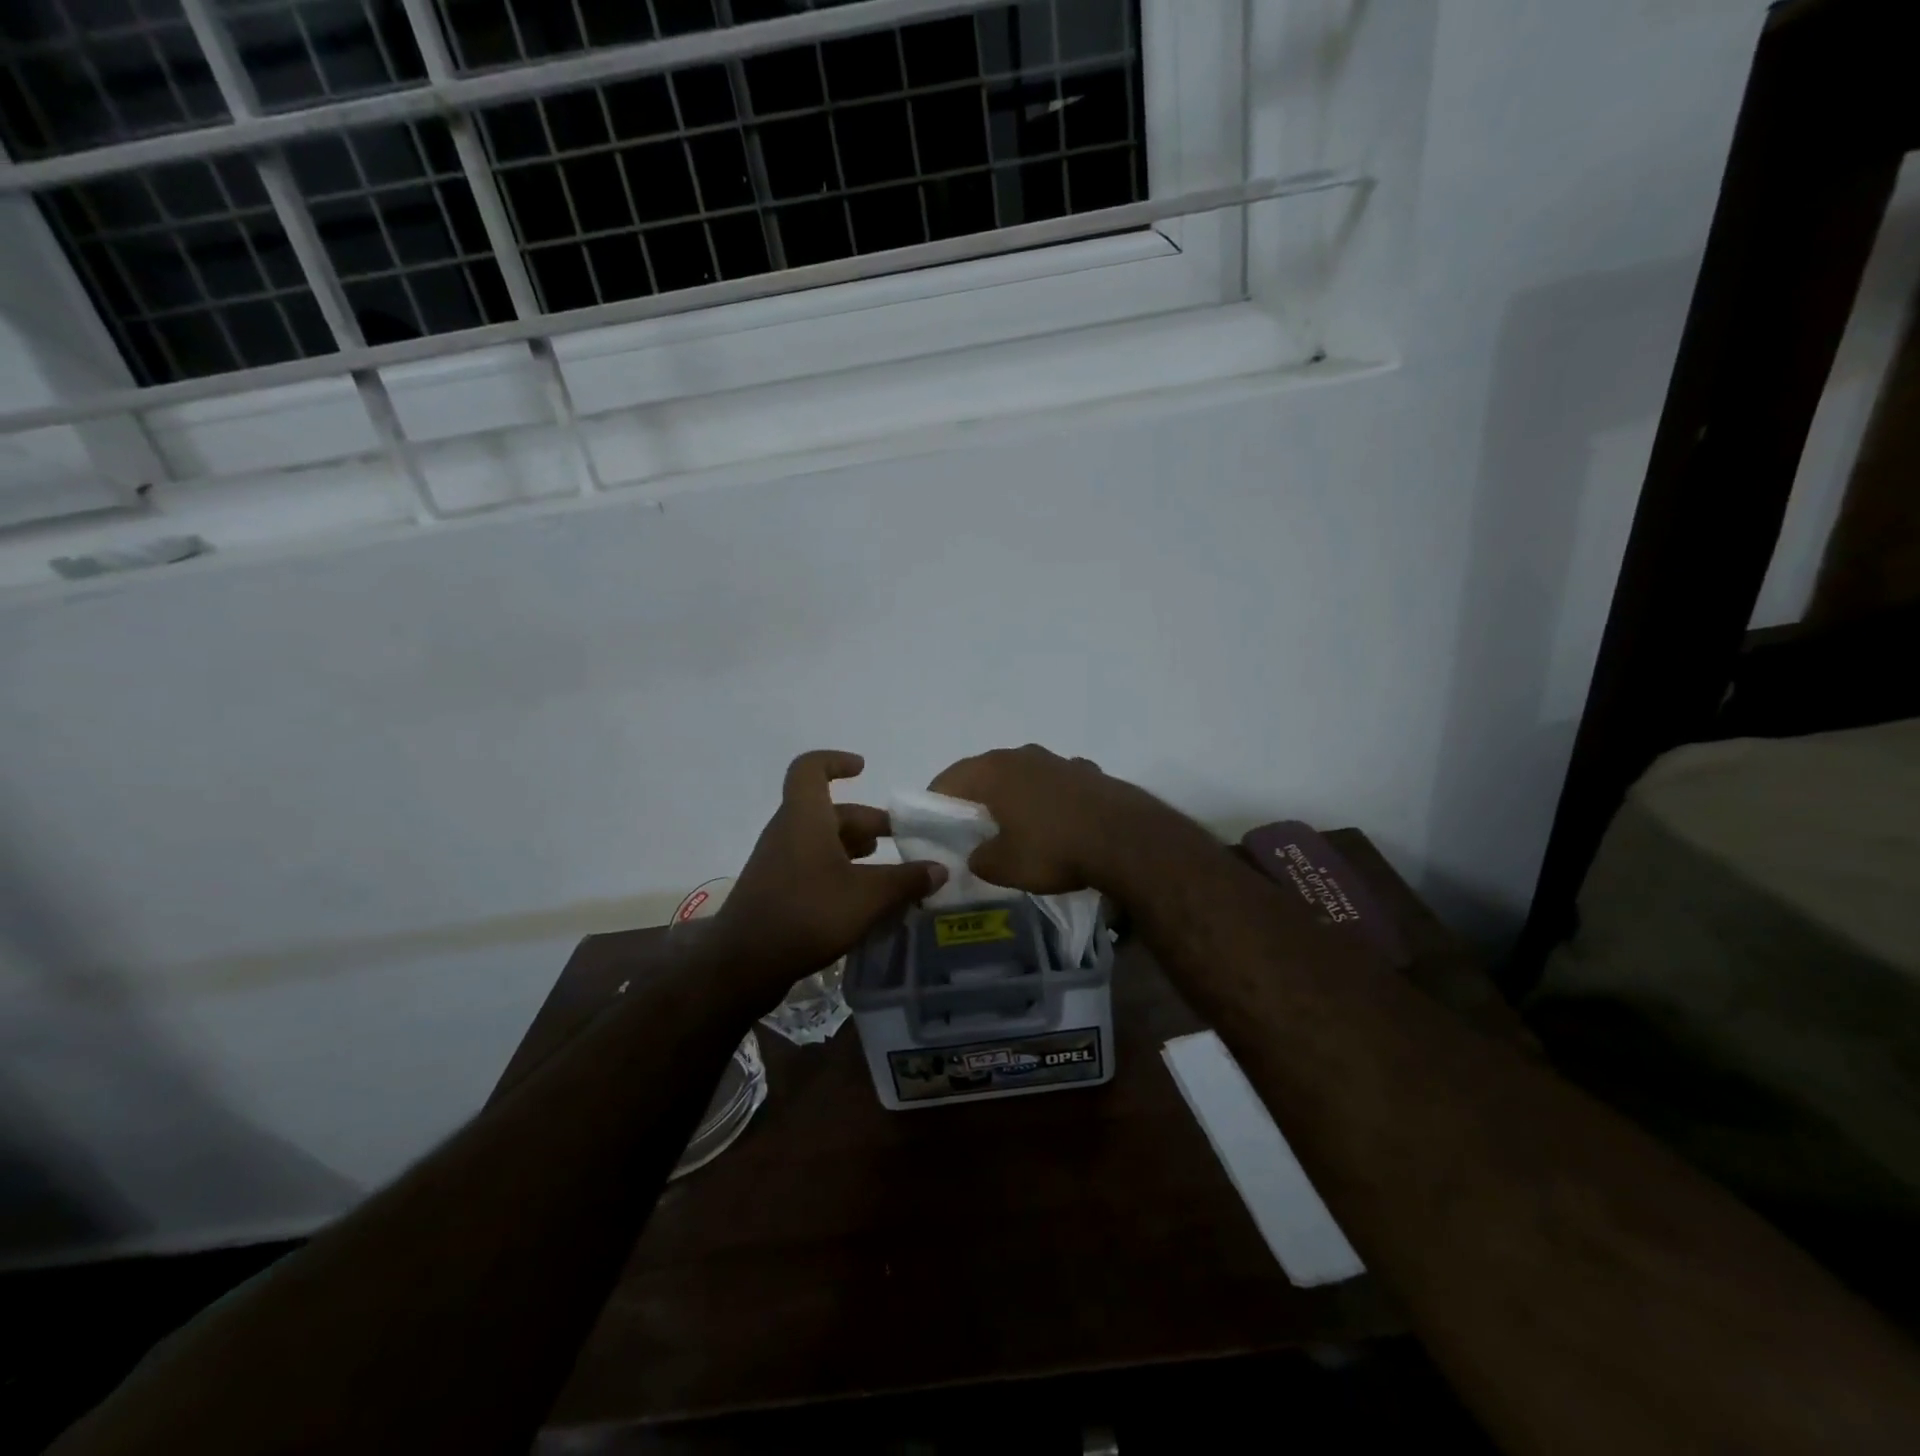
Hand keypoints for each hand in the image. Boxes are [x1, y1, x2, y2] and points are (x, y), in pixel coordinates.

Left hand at [709, 751, 946, 1000]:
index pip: (810, 769)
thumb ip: (906, 880)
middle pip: (829, 811)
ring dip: (855, 849)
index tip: (863, 769)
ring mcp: (779, 863)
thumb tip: (939, 869)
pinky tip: (864, 900)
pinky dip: (841, 873)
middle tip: (901, 840)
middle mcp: (788, 832)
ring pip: (822, 841)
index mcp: (805, 818)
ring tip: (889, 871)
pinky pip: (813, 867)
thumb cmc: (807, 914)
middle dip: (868, 822)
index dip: (836, 761)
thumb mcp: (868, 897)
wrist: (743, 965)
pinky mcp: (776, 891)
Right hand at [928, 744, 1177, 895]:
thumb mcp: (1004, 866)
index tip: (935, 828)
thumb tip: (978, 854)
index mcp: (994, 770)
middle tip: (971, 828)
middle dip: (975, 798)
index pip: (949, 779)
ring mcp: (1058, 760)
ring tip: (1015, 826)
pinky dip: (1048, 800)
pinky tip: (1056, 824)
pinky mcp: (1088, 772)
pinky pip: (1055, 785)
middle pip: (985, 772)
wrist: (1127, 841)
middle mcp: (1022, 755)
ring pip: (1022, 776)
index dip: (936, 803)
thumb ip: (980, 859)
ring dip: (1014, 796)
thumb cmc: (1053, 849)